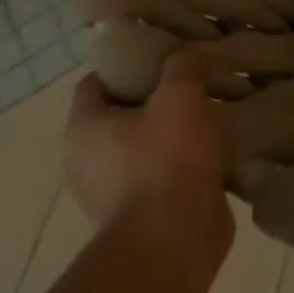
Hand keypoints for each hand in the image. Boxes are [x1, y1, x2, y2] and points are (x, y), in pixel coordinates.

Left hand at [64, 54, 232, 242]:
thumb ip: (181, 65)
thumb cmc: (168, 159)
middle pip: (119, 113)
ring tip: (208, 114)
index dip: (126, 63)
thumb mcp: (181, 96)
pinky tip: (210, 149)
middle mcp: (84, 161)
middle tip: (192, 82)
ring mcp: (109, 191)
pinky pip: (156, 172)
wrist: (175, 237)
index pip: (95, 82)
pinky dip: (178, 160)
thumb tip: (182, 55)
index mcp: (83, 130)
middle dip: (153, 97)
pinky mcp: (137, 212)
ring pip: (140, 144)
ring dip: (169, 130)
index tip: (164, 55)